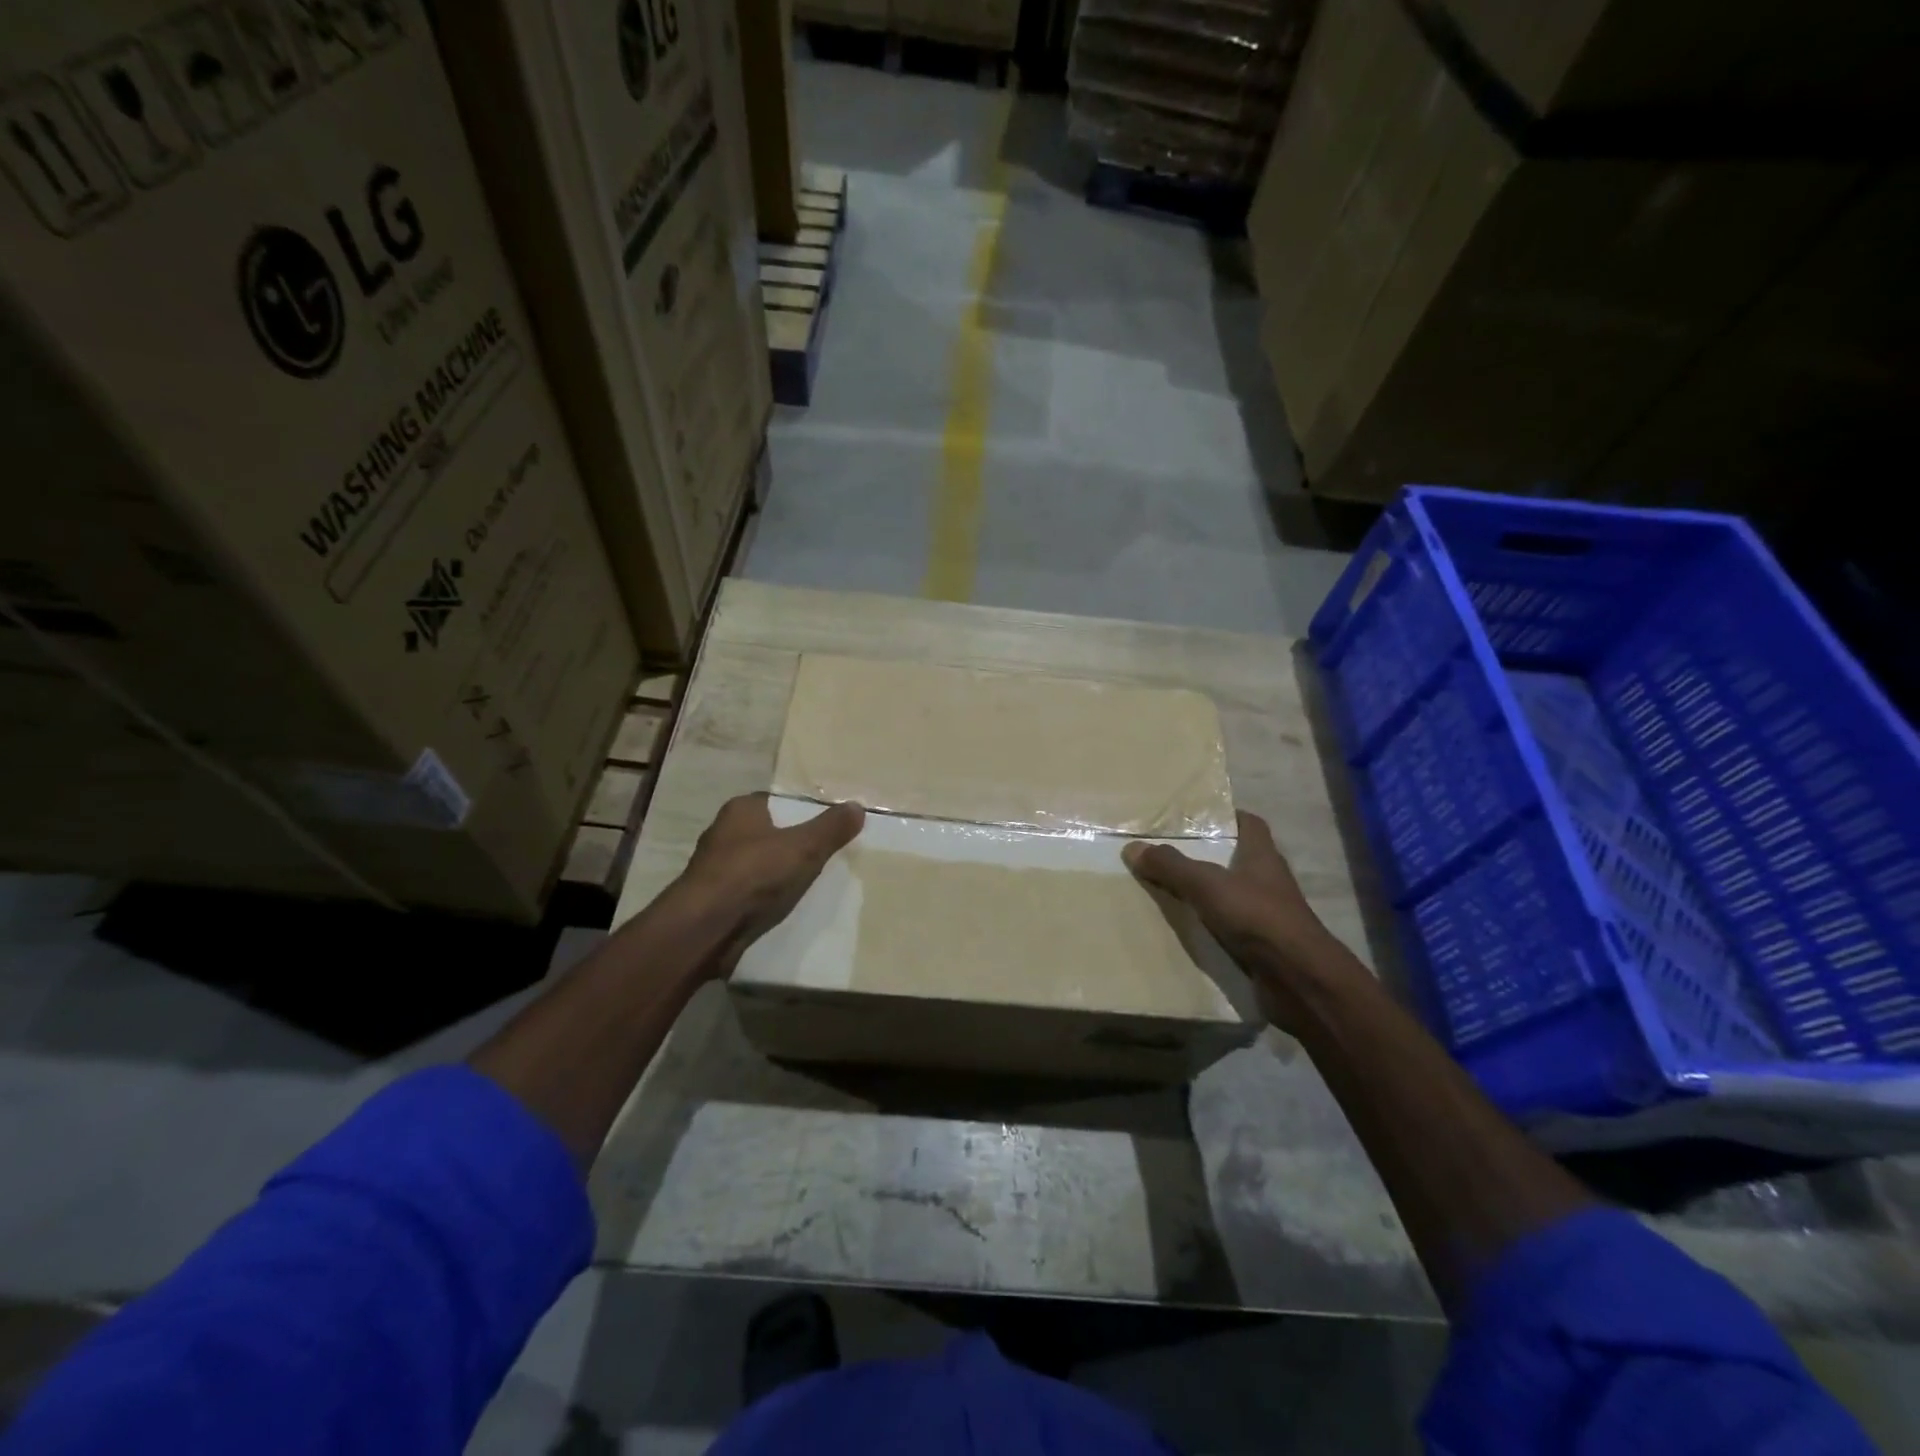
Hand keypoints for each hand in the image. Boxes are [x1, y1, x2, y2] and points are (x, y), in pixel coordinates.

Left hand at [674, 793, 864, 976]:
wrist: (705, 929)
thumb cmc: (753, 875)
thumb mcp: (804, 847)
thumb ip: (831, 828)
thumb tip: (857, 806)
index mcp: (740, 810)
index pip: (776, 802)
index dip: (801, 812)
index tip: (825, 826)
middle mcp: (723, 834)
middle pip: (767, 833)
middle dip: (791, 844)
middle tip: (824, 855)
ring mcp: (714, 869)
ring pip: (756, 865)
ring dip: (777, 875)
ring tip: (810, 884)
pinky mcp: (712, 901)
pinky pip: (748, 894)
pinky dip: (764, 899)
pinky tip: (785, 909)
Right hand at [1123, 811, 1366, 1026]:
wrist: (1299, 980)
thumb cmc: (1257, 917)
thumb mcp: (1206, 885)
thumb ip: (1171, 866)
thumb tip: (1133, 847)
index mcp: (1262, 856)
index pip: (1249, 823)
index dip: (1225, 816)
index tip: (1194, 816)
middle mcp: (1268, 880)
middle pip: (1236, 858)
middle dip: (1206, 855)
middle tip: (1167, 852)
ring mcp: (1267, 914)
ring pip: (1231, 893)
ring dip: (1206, 892)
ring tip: (1167, 888)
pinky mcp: (1262, 945)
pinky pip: (1229, 926)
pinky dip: (1209, 925)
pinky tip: (1184, 927)